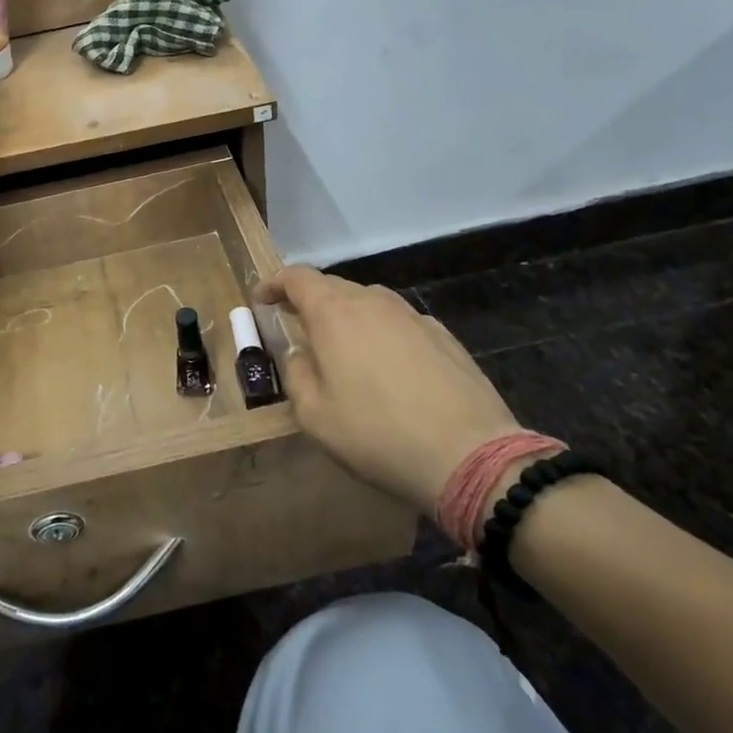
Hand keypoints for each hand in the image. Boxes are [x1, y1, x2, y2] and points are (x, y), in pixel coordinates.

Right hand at [256, 266, 522, 513]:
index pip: (297, 277)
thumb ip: (296, 374)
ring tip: (342, 347)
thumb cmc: (377, 434)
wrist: (470, 455)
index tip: (262, 299)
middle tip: (296, 326)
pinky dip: (381, 332)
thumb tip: (300, 353)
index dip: (274, 283)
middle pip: (332, 286)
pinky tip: (387, 366)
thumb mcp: (314, 415)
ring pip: (369, 302)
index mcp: (334, 313)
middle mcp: (373, 302)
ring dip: (347, 315)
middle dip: (309, 300)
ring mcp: (413, 316)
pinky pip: (399, 322)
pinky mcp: (443, 336)